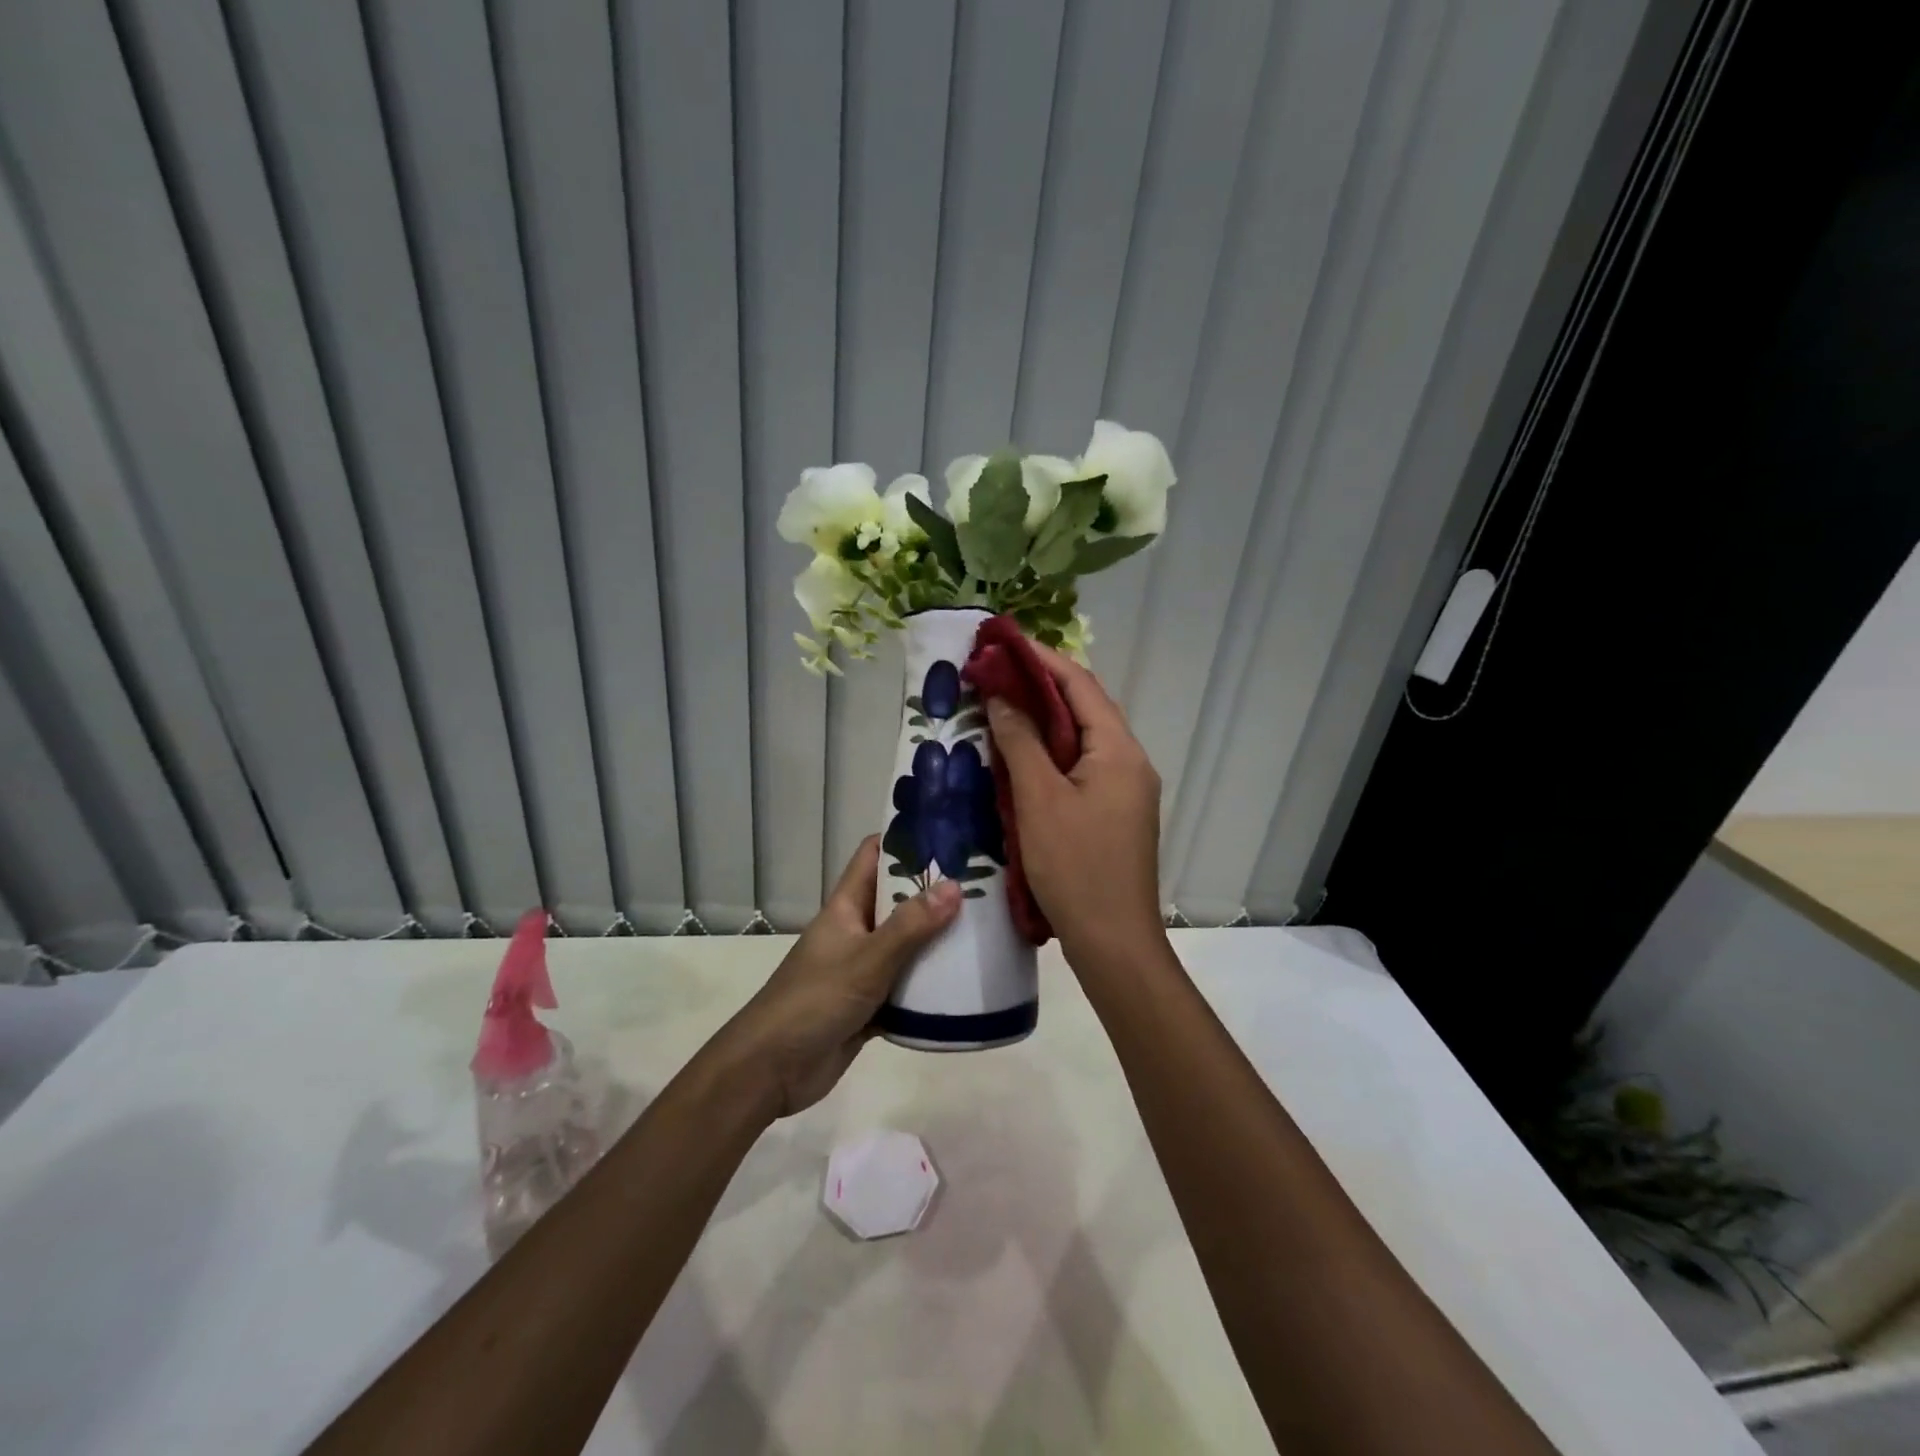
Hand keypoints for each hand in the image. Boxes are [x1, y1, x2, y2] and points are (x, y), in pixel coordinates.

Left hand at [711, 837, 959, 1118]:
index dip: (906, 840)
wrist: (771, 1070)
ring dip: (938, 941)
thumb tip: (954, 885)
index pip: (874, 857)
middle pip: (898, 901)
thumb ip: (910, 926)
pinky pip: (906, 987)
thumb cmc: (814, 1001)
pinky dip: (930, 986)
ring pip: (906, 946)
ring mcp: (862, 969)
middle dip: (935, 892)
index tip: (949, 833)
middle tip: (986, 884)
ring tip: (987, 928)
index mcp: (846, 908)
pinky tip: (966, 984)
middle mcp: (855, 931)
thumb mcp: (867, 959)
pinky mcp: (870, 1005)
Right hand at [985, 644, 1165, 964]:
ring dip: (1042, 722)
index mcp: (1119, 750)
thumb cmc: (1076, 867)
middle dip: (1039, 688)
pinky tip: (1019, 759)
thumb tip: (1001, 697)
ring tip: (999, 708)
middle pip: (1083, 709)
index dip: (1041, 660)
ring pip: (1080, 740)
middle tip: (993, 675)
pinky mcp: (1113, 814)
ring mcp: (1124, 790)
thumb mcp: (1039, 800)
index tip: (1002, 644)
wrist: (1113, 942)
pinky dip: (1049, 755)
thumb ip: (1020, 743)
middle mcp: (1129, 762)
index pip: (1080, 686)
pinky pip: (1080, 768)